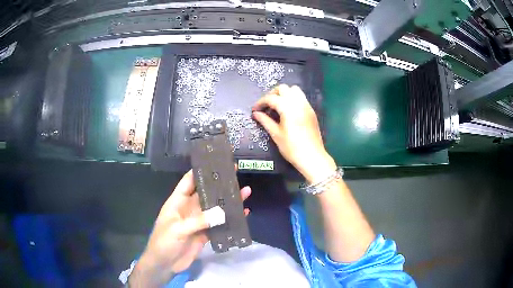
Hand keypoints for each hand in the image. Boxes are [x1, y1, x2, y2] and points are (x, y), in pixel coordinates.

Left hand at [129, 170, 250, 286]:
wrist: (165, 264)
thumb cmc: (164, 242)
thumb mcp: (178, 229)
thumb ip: (199, 221)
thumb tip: (222, 212)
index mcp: (177, 202)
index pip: (188, 182)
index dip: (200, 172)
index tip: (215, 162)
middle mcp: (189, 209)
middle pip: (206, 193)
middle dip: (219, 184)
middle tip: (235, 173)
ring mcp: (198, 222)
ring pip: (215, 208)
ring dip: (228, 201)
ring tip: (245, 191)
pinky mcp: (205, 233)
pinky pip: (219, 224)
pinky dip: (230, 220)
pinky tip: (242, 214)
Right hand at [252, 84, 335, 182]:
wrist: (312, 157)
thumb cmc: (292, 148)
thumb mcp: (276, 134)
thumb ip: (265, 121)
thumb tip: (256, 114)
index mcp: (288, 108)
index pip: (271, 98)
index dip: (260, 102)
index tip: (255, 110)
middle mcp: (298, 103)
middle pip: (283, 88)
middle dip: (272, 94)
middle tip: (266, 106)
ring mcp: (306, 106)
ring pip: (294, 90)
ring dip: (284, 94)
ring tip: (277, 106)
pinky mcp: (311, 111)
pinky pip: (301, 98)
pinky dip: (292, 99)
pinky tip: (287, 110)